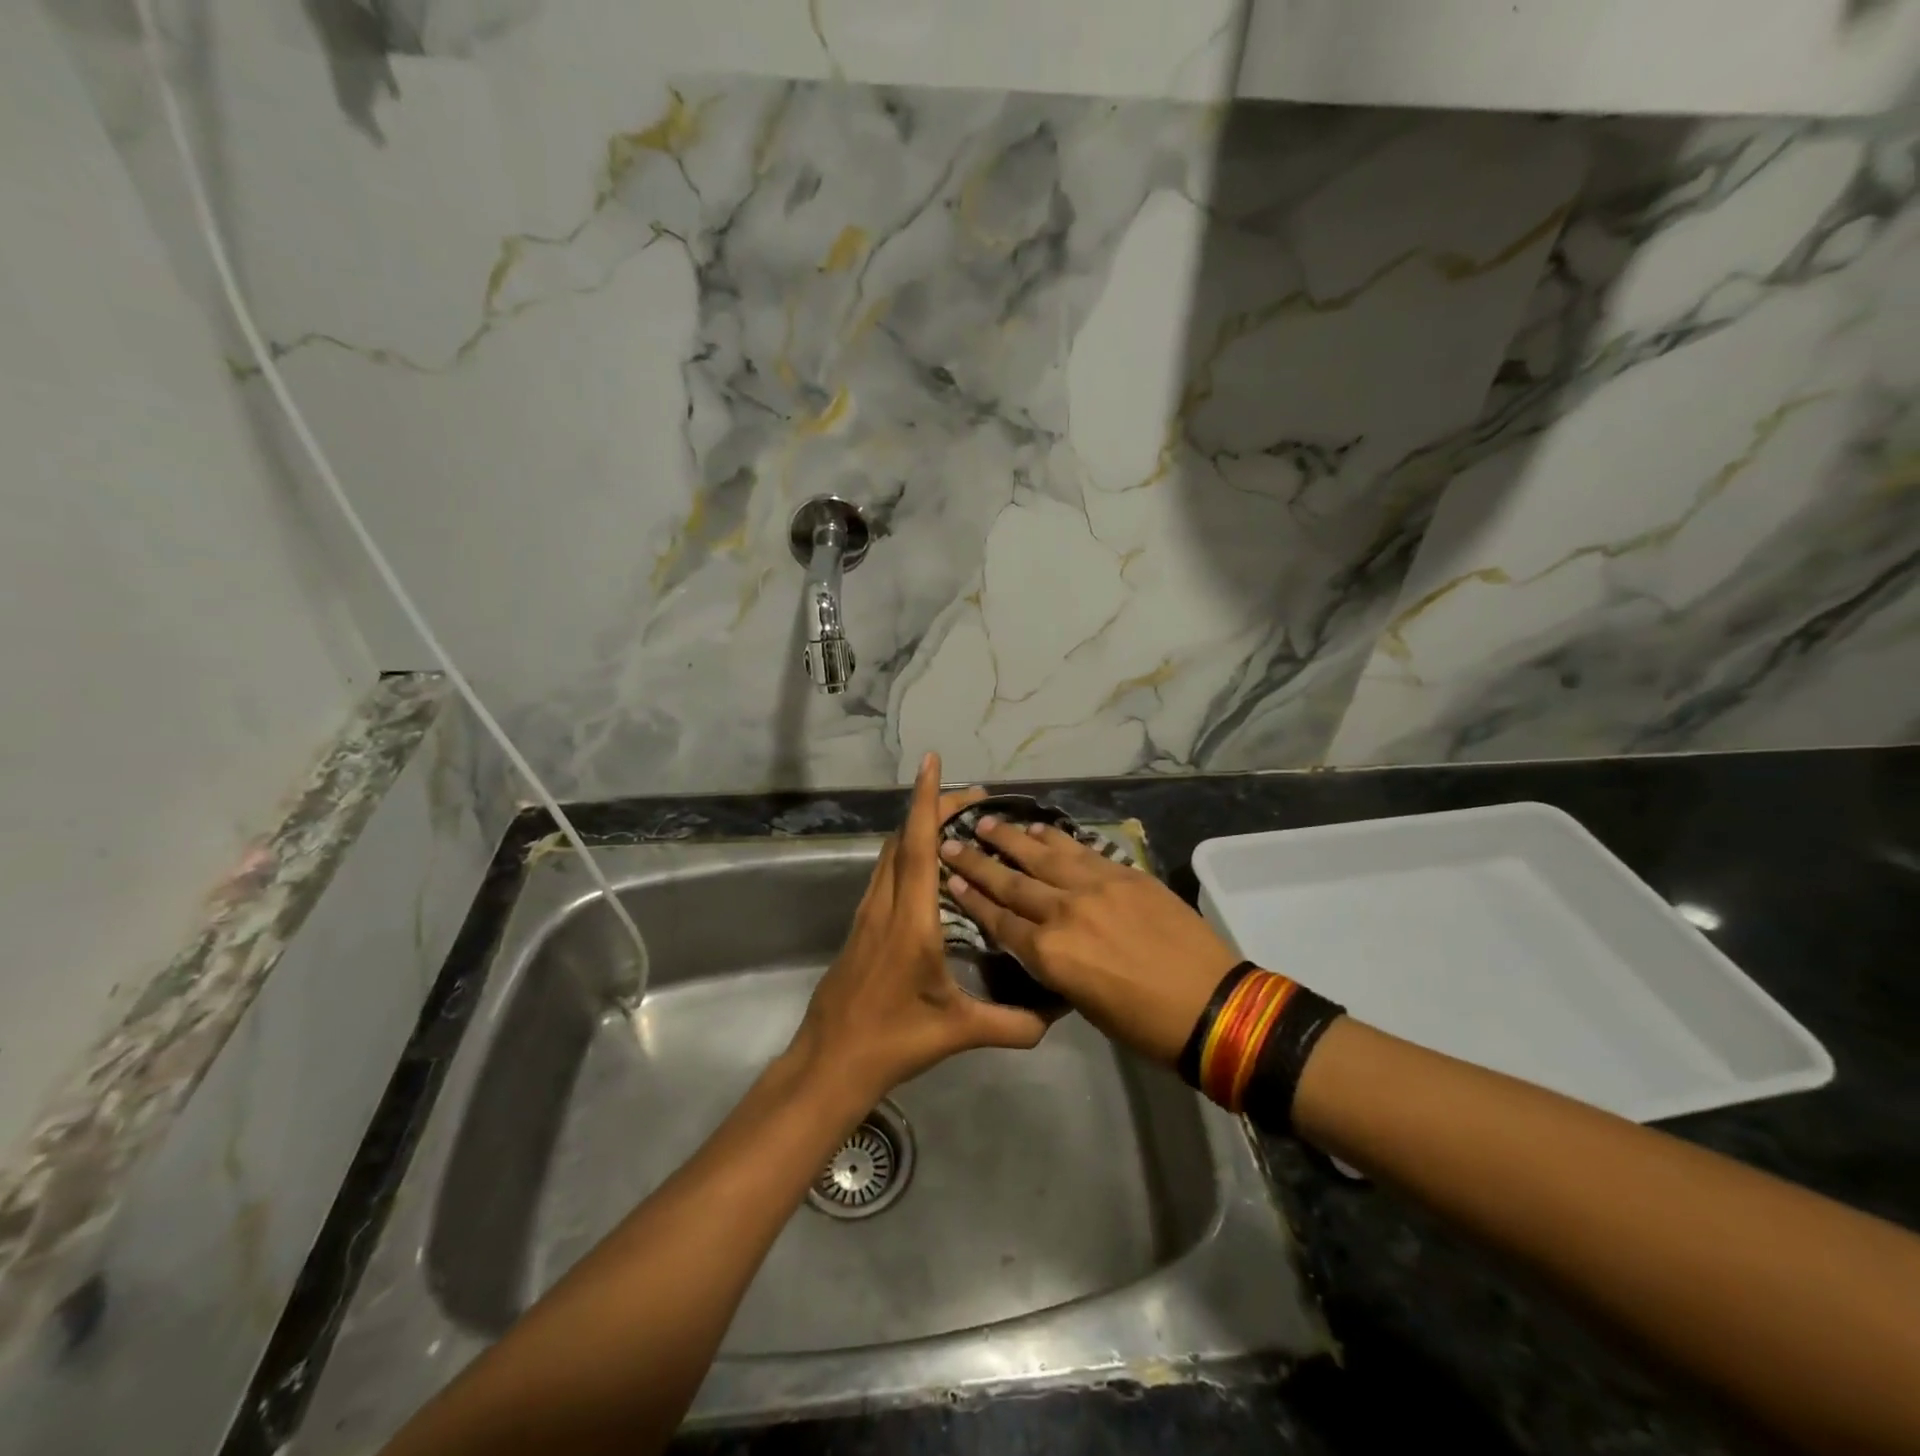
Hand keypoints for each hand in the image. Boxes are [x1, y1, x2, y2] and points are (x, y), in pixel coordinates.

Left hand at [788, 754, 1049, 1113]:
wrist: (829, 1062)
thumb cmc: (892, 1041)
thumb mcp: (957, 1032)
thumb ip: (1011, 1023)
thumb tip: (1056, 1016)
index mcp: (911, 921)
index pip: (918, 847)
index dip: (926, 801)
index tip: (932, 763)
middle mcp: (885, 906)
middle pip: (903, 839)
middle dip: (933, 808)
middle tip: (973, 799)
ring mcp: (867, 915)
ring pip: (890, 854)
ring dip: (917, 829)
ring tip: (955, 824)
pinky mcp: (860, 927)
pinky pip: (885, 874)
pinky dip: (907, 853)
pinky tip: (928, 868)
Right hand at [938, 818, 1239, 1065]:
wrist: (1212, 1005)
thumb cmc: (1144, 1024)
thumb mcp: (1082, 1002)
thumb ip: (1054, 964)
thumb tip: (1040, 940)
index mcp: (1050, 954)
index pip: (1000, 920)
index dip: (972, 898)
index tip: (950, 878)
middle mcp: (1064, 911)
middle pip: (1011, 882)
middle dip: (977, 861)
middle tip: (951, 842)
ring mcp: (1096, 886)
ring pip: (1042, 855)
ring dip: (1011, 838)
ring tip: (986, 821)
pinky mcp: (1124, 873)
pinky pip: (1081, 850)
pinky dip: (1056, 838)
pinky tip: (1039, 828)